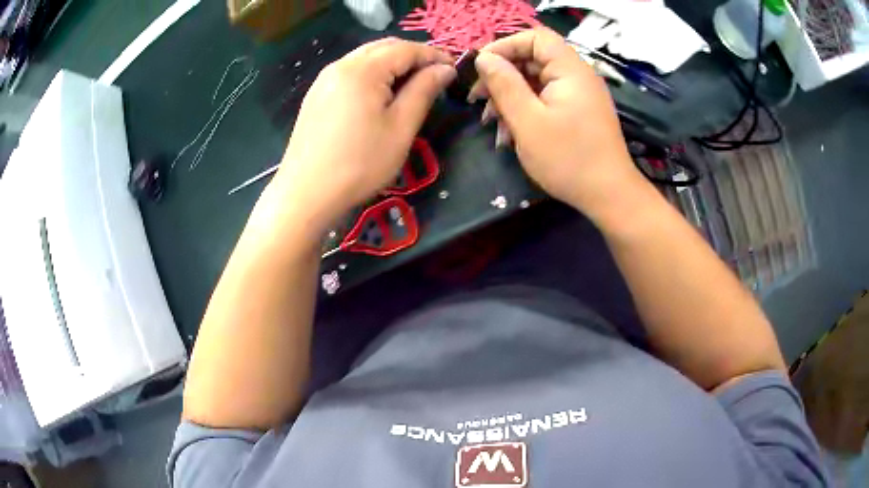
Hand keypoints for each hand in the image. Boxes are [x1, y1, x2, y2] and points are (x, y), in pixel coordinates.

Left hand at [267, 38, 455, 237]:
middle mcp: (341, 65)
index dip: (434, 55)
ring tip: (413, 83)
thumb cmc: (359, 164)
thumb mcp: (400, 128)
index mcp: (363, 70)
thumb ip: (423, 91)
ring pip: (366, 58)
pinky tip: (381, 94)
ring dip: (392, 63)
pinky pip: (350, 72)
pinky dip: (372, 73)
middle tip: (436, 75)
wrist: (306, 193)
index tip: (455, 68)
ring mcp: (324, 79)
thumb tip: (444, 69)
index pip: (406, 49)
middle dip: (413, 55)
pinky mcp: (316, 95)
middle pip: (384, 47)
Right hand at [470, 28, 646, 219]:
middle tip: (477, 100)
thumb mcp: (528, 121)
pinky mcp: (578, 113)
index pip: (535, 37)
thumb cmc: (568, 159)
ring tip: (490, 123)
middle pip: (534, 60)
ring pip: (537, 82)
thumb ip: (504, 85)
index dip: (505, 46)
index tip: (481, 68)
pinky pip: (546, 100)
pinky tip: (509, 135)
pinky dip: (526, 111)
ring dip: (510, 98)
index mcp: (570, 70)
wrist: (609, 196)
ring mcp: (579, 96)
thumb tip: (483, 58)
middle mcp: (577, 76)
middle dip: (502, 77)